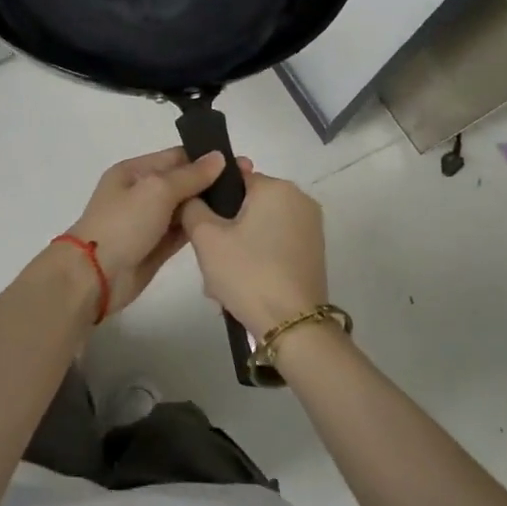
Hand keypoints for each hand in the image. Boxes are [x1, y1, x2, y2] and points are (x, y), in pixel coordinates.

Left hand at [66, 149, 232, 316]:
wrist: (95, 275)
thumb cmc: (123, 224)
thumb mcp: (156, 190)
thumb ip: (190, 175)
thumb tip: (218, 158)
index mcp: (134, 171)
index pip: (176, 157)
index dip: (207, 158)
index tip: (241, 163)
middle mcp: (141, 193)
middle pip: (183, 182)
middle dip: (212, 182)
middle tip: (251, 184)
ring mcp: (148, 221)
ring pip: (185, 208)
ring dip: (209, 206)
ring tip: (246, 205)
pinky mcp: (156, 247)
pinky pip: (182, 231)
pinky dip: (200, 227)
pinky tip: (227, 226)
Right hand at [179, 164, 327, 337]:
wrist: (293, 326)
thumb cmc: (247, 273)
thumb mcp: (206, 238)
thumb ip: (192, 207)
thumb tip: (193, 196)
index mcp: (276, 187)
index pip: (233, 180)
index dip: (211, 203)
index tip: (201, 231)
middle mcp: (299, 199)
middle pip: (246, 206)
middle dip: (225, 231)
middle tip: (209, 261)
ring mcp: (310, 227)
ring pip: (258, 228)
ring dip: (237, 249)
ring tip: (222, 282)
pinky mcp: (314, 252)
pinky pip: (274, 245)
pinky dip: (257, 259)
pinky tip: (243, 286)